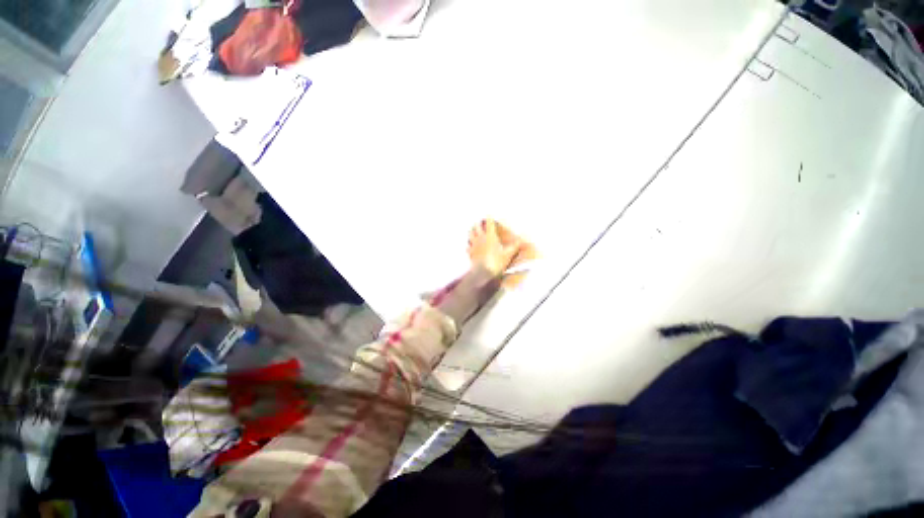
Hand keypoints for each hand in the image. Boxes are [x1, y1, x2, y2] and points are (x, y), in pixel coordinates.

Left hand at [467, 219, 523, 276]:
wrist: (483, 273)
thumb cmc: (497, 262)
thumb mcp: (508, 254)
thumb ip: (516, 245)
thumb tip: (524, 238)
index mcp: (490, 236)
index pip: (489, 223)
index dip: (489, 218)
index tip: (489, 214)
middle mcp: (480, 238)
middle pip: (476, 227)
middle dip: (478, 224)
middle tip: (480, 222)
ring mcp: (474, 245)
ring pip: (470, 234)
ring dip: (471, 231)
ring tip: (473, 230)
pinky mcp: (470, 253)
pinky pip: (467, 247)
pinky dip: (469, 245)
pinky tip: (469, 246)